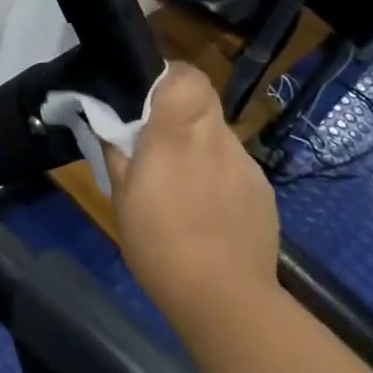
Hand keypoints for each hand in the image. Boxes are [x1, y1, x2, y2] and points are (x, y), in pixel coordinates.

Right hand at [103, 63, 280, 324]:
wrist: (223, 297)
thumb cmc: (158, 243)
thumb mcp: (120, 196)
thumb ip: (116, 150)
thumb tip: (108, 124)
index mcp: (175, 134)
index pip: (186, 75)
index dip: (169, 75)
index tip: (149, 94)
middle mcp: (215, 139)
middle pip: (203, 101)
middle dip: (180, 112)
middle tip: (158, 141)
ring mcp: (245, 165)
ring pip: (218, 136)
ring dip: (198, 146)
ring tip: (182, 185)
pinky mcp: (263, 190)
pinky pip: (234, 166)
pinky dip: (218, 174)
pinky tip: (208, 210)